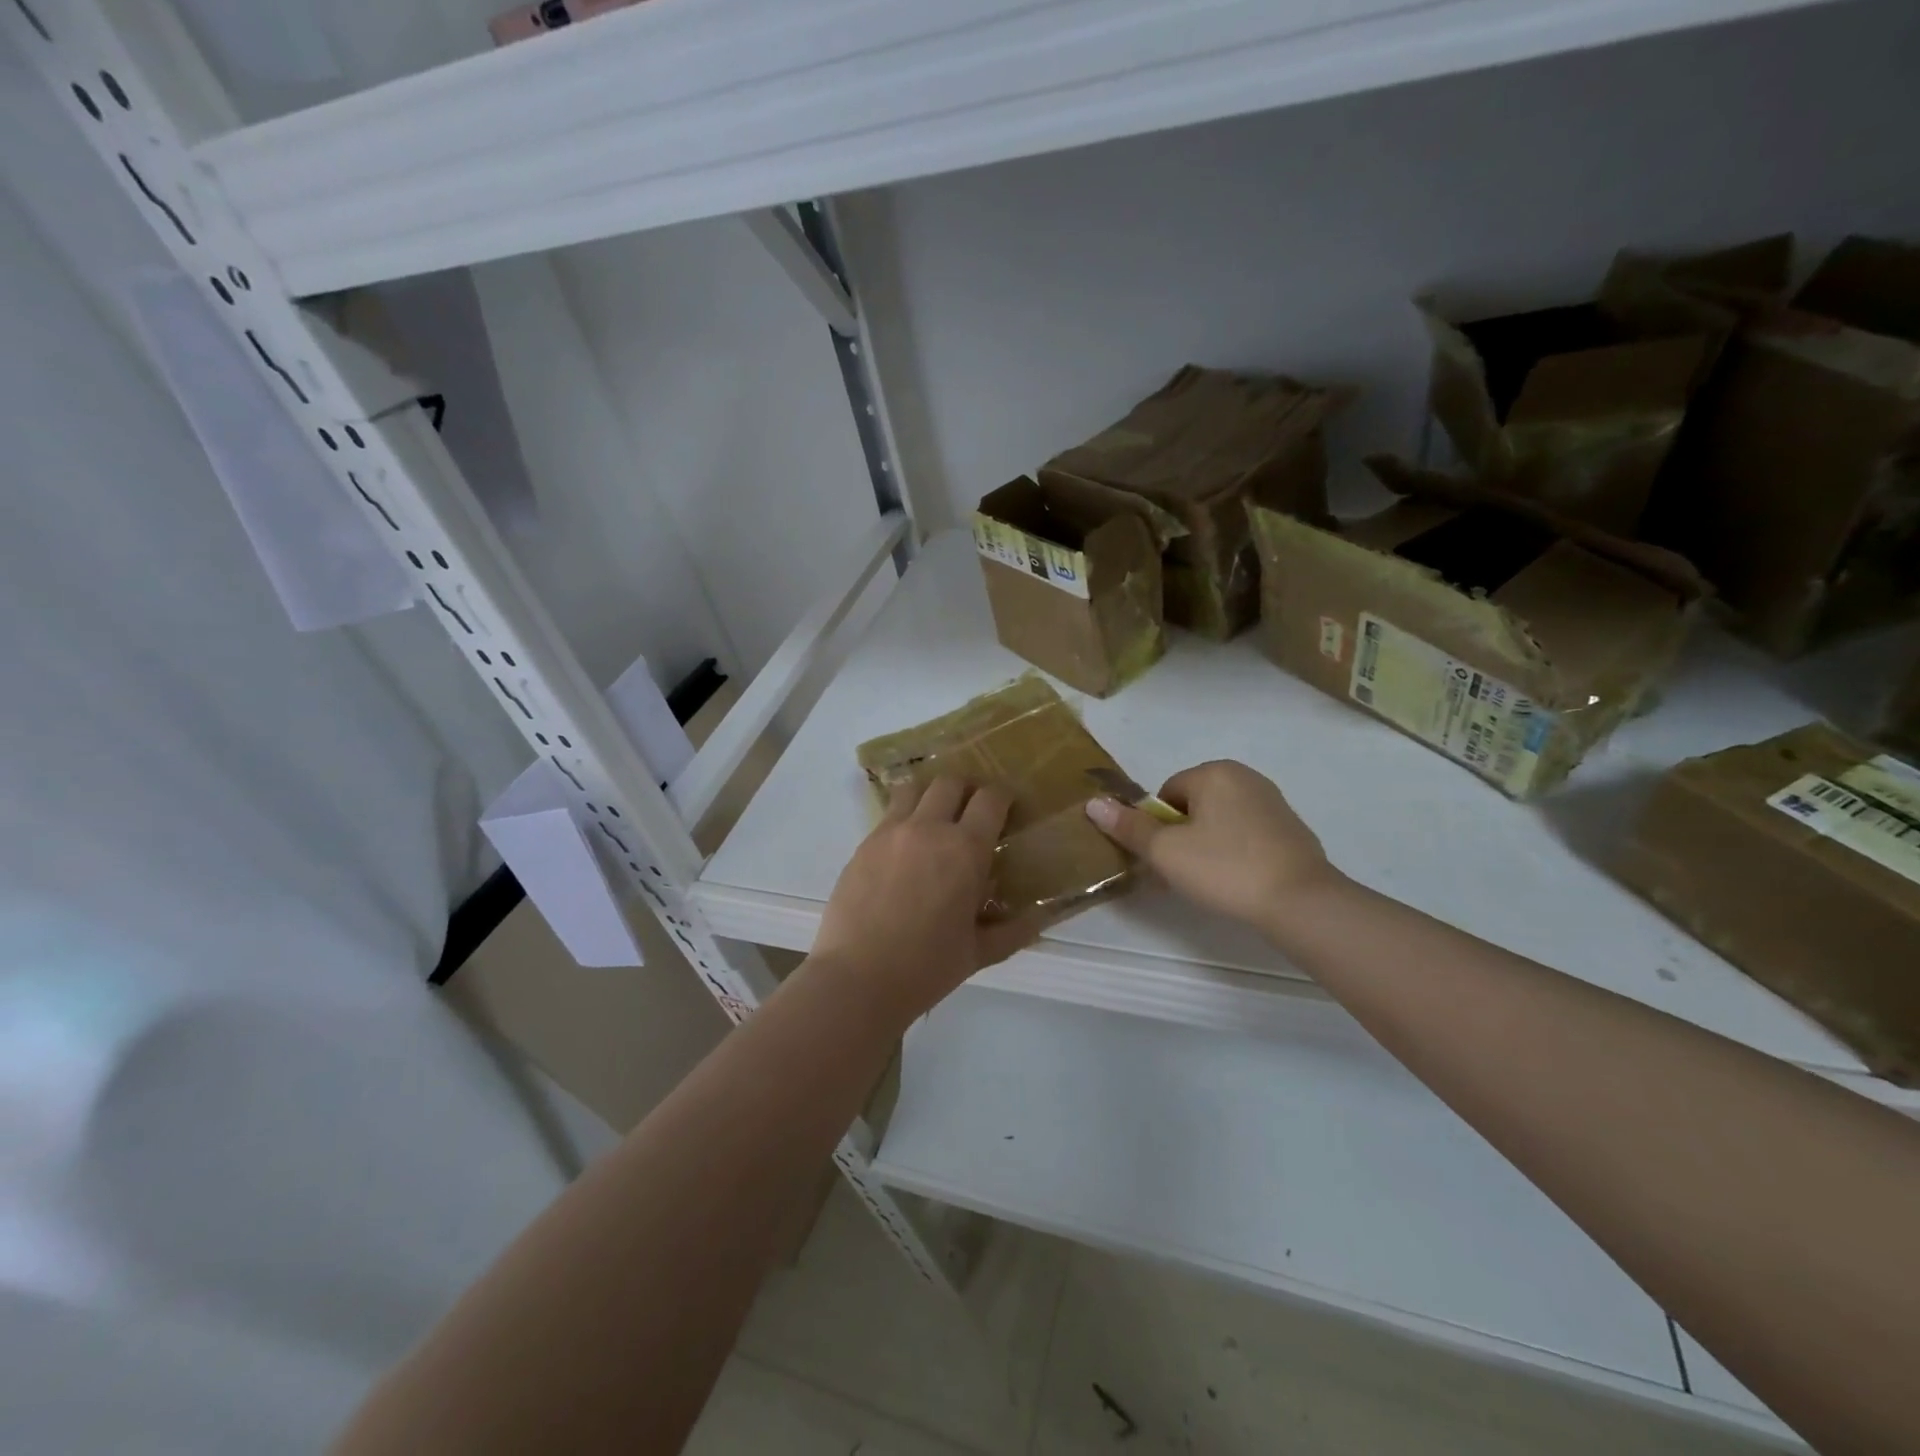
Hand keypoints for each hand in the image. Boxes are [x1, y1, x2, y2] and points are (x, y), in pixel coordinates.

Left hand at [812, 778, 1043, 1022]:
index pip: (991, 798)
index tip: (1008, 807)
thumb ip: (1013, 930)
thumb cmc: (926, 968)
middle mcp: (928, 828)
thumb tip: (1041, 919)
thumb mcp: (979, 953)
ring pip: (914, 788)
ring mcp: (890, 832)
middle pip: (950, 782)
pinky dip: (904, 817)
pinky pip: (889, 814)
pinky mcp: (863, 844)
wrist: (857, 978)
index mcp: (965, 849)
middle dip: (967, 789)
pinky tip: (907, 846)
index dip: (1003, 796)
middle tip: (973, 811)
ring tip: (937, 818)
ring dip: (931, 795)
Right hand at [1085, 760, 1341, 933]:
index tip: (1164, 859)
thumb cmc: (1225, 868)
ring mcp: (1272, 802)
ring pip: (1219, 822)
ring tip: (1209, 881)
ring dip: (1206, 846)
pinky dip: (1234, 853)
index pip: (1166, 795)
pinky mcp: (1290, 829)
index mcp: (1214, 772)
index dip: (1158, 828)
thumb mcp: (1166, 851)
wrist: (1301, 902)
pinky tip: (1237, 881)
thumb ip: (1128, 826)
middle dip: (1181, 837)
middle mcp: (1245, 777)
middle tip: (1182, 873)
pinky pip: (1245, 835)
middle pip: (1192, 806)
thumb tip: (1093, 803)